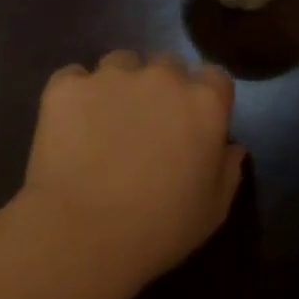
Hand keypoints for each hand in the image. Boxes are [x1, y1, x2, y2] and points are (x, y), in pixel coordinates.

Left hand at [22, 49, 244, 284]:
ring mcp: (113, 76)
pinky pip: (73, 77)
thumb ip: (228, 170)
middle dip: (161, 88)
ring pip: (121, 62)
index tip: (192, 123)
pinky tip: (69, 125)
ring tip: (104, 121)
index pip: (214, 77)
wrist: (82, 235)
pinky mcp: (68, 86)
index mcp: (205, 102)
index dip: (204, 97)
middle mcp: (163, 76)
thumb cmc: (159, 229)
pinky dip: (74, 95)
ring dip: (119, 84)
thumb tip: (230, 148)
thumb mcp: (213, 211)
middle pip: (167, 65)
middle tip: (147, 125)